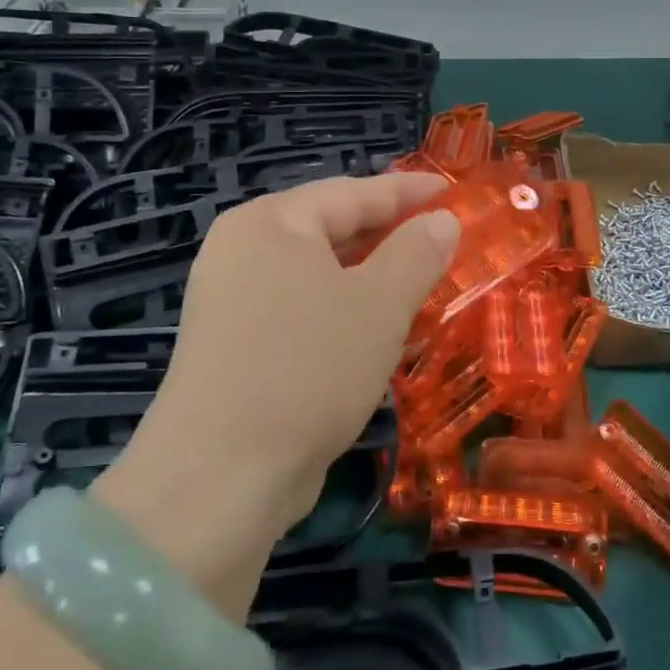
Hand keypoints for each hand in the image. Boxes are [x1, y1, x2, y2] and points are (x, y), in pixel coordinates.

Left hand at [98, 174, 458, 569]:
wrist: (220, 477)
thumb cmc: (308, 368)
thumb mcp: (379, 304)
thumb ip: (417, 253)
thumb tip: (443, 221)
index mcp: (270, 223)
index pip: (352, 192)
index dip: (407, 192)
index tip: (450, 192)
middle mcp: (243, 251)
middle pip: (330, 228)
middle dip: (388, 235)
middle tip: (441, 238)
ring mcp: (231, 301)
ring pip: (317, 273)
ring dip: (369, 277)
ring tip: (419, 282)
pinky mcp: (233, 346)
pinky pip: (300, 309)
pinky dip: (341, 310)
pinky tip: (374, 330)